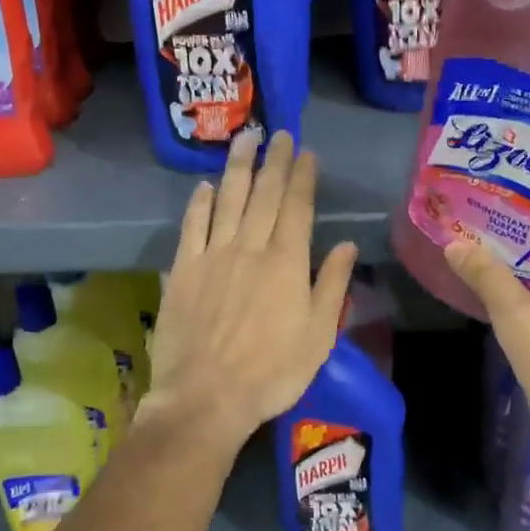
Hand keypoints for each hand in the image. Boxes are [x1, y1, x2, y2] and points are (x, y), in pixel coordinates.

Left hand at [145, 130, 359, 458]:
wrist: (206, 397)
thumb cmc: (271, 373)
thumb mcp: (318, 336)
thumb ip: (331, 285)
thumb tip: (347, 245)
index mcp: (286, 262)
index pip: (297, 207)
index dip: (303, 176)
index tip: (306, 152)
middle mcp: (250, 248)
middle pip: (264, 194)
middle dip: (274, 161)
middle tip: (279, 133)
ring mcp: (213, 256)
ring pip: (227, 200)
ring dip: (237, 167)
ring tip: (244, 139)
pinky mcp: (183, 270)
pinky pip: (192, 226)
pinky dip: (199, 203)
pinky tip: (204, 186)